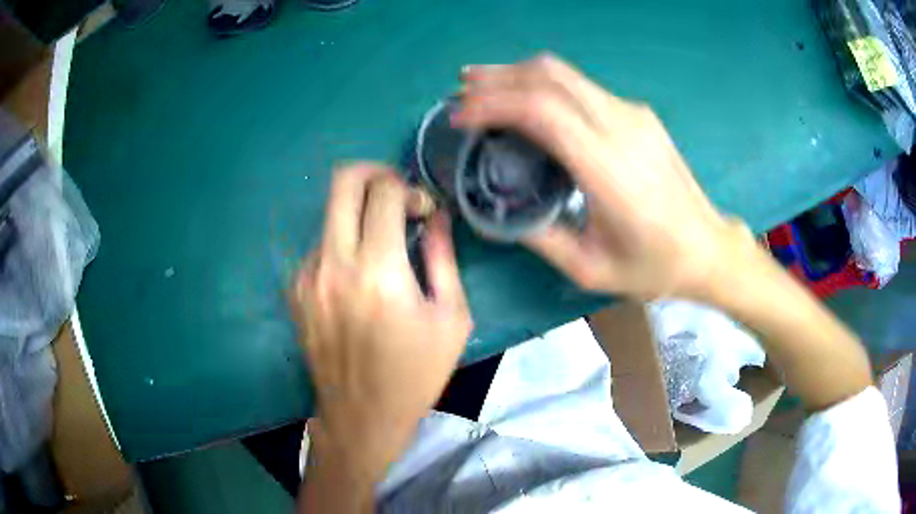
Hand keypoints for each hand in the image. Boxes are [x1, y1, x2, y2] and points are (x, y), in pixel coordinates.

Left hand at [290, 163, 471, 481]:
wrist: (362, 414)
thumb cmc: (416, 373)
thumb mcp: (451, 318)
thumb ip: (443, 257)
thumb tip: (436, 215)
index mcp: (379, 272)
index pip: (384, 192)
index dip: (409, 189)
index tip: (423, 212)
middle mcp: (335, 265)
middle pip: (342, 181)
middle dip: (373, 173)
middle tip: (395, 194)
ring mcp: (308, 276)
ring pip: (330, 214)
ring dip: (358, 217)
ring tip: (380, 248)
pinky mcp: (295, 290)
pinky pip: (320, 246)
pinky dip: (342, 246)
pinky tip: (357, 279)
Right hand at [453, 54, 752, 299]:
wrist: (706, 247)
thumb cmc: (653, 266)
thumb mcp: (588, 269)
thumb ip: (538, 236)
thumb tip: (497, 208)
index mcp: (609, 168)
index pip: (541, 110)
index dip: (493, 104)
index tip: (460, 117)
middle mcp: (621, 127)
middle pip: (550, 76)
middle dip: (497, 77)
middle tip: (461, 90)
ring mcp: (633, 114)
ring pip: (565, 74)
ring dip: (518, 75)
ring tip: (484, 87)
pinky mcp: (638, 113)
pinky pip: (581, 86)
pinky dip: (544, 86)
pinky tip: (527, 101)